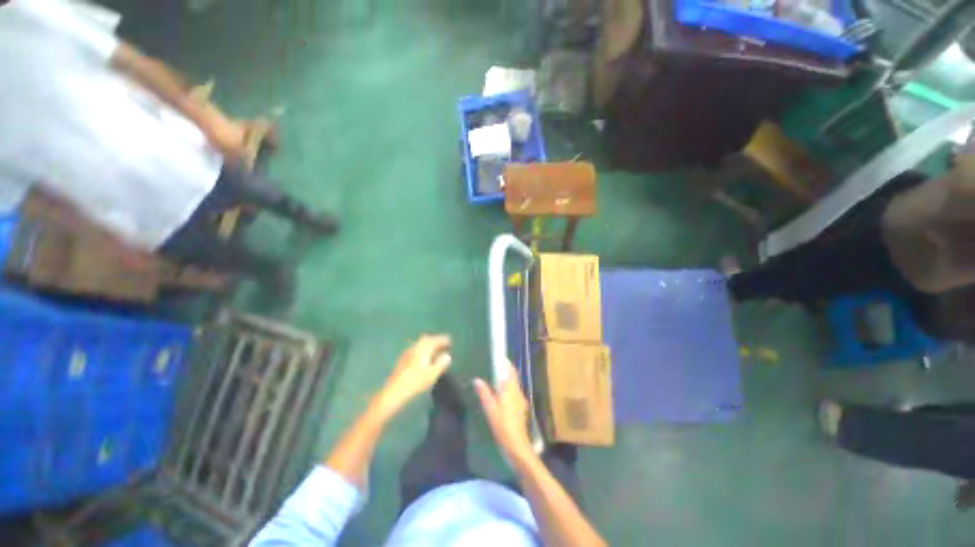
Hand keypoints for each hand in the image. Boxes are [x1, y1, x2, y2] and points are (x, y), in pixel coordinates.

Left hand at [378, 335, 451, 414]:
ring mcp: (407, 353)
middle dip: (435, 340)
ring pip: (420, 344)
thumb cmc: (415, 382)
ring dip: (428, 345)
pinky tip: (423, 358)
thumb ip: (441, 364)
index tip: (450, 341)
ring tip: (435, 352)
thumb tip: (447, 356)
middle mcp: (415, 347)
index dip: (443, 340)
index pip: (435, 340)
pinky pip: (415, 349)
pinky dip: (422, 350)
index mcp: (423, 349)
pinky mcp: (402, 359)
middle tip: (443, 345)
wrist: (393, 391)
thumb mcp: (432, 374)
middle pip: (426, 339)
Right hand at [474, 360, 533, 463]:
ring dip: (507, 380)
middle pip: (513, 377)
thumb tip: (477, 379)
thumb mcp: (490, 409)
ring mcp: (521, 401)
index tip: (498, 358)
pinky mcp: (520, 409)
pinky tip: (501, 396)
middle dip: (505, 371)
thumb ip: (484, 393)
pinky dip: (508, 390)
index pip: (511, 370)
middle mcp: (518, 392)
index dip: (506, 363)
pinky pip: (514, 394)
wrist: (517, 446)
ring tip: (495, 380)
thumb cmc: (503, 425)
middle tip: (494, 367)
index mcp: (511, 389)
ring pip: (514, 386)